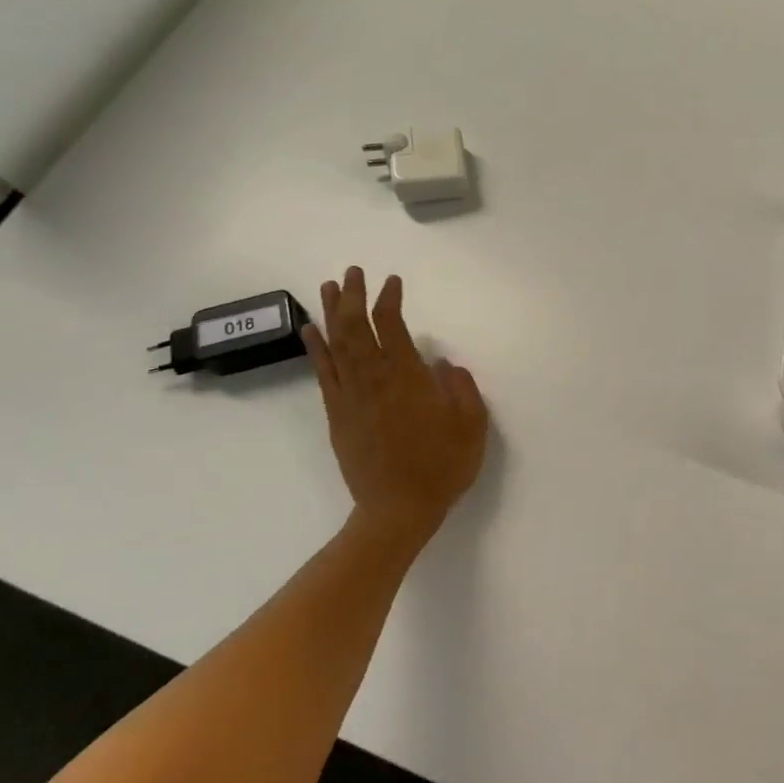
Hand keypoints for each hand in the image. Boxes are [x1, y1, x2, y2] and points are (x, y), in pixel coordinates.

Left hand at [302, 267, 488, 534]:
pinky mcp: (338, 415)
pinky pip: (324, 373)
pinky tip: (312, 331)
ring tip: (329, 287)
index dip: (389, 299)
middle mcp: (374, 380)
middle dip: (354, 296)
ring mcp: (351, 397)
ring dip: (332, 313)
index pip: (391, 326)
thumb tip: (443, 363)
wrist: (398, 510)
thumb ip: (461, 388)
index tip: (392, 281)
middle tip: (353, 272)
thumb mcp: (471, 426)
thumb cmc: (441, 467)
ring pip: (336, 345)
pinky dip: (316, 348)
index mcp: (407, 378)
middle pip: (356, 327)